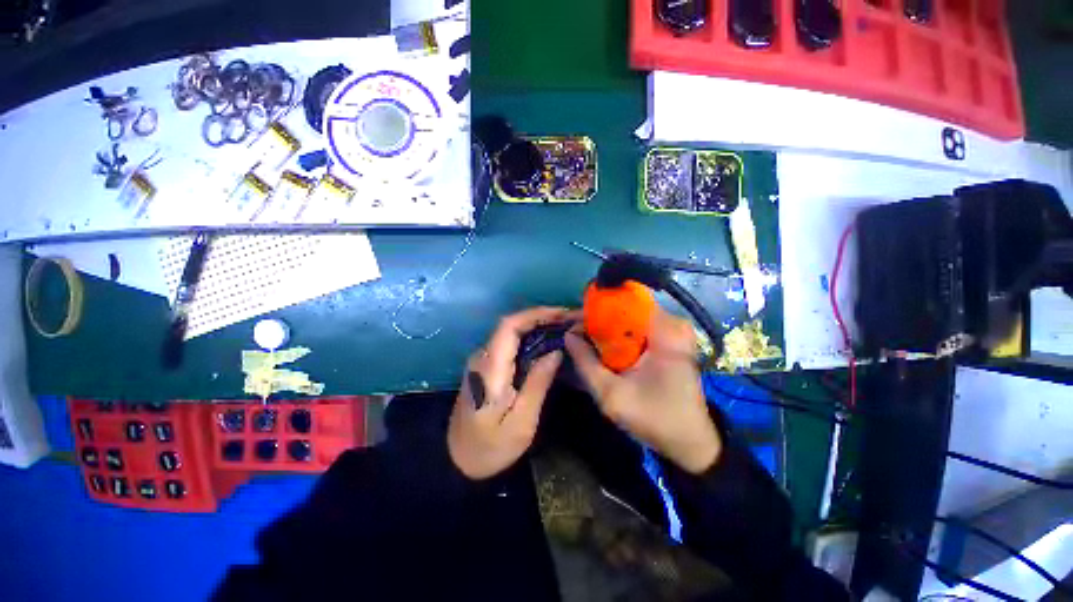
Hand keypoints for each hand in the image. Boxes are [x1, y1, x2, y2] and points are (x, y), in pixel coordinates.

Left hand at [447, 307, 574, 479]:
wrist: (456, 462)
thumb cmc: (490, 447)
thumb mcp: (521, 422)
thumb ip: (538, 383)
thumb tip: (556, 352)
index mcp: (490, 368)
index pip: (509, 326)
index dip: (535, 314)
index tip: (562, 314)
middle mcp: (483, 357)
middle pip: (511, 325)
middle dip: (542, 317)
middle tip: (570, 320)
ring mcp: (483, 361)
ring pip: (511, 332)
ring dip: (538, 326)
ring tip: (565, 328)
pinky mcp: (487, 367)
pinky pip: (510, 344)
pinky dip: (531, 338)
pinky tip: (548, 343)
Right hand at [565, 309, 721, 473]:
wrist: (689, 441)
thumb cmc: (654, 419)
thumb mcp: (611, 395)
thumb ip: (586, 363)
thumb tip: (568, 335)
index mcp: (666, 331)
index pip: (626, 300)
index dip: (597, 308)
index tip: (577, 322)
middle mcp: (674, 324)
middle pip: (628, 308)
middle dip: (601, 319)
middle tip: (579, 334)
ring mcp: (675, 331)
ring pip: (632, 318)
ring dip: (609, 328)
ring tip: (589, 341)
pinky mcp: (672, 341)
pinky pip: (639, 328)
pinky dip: (621, 336)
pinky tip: (608, 350)